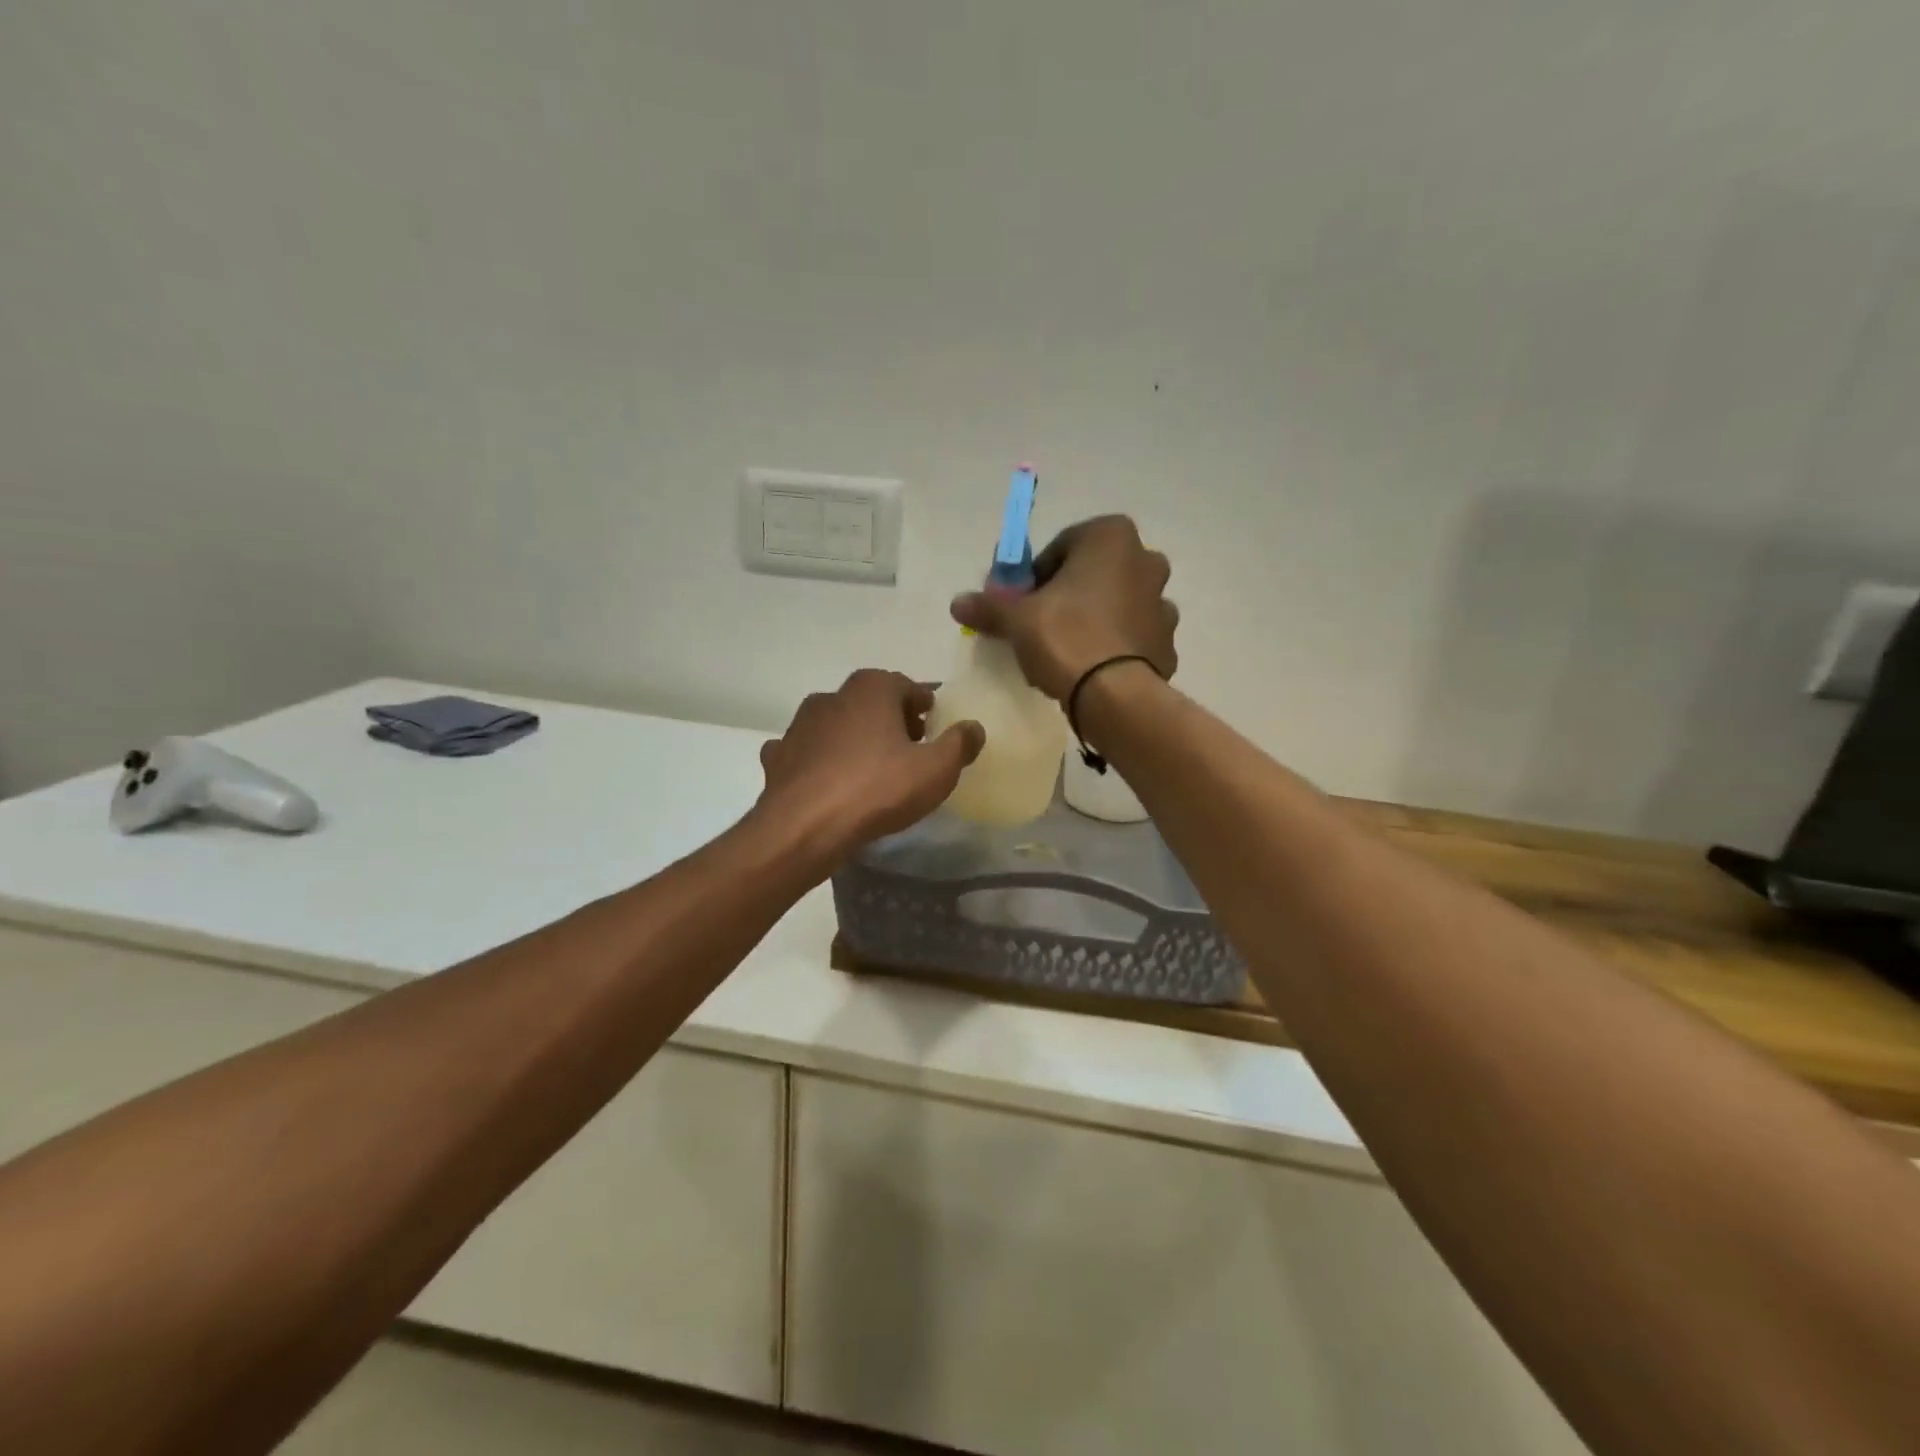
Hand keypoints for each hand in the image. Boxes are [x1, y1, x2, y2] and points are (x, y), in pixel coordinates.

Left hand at [756, 670, 983, 861]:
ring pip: (836, 725)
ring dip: (854, 739)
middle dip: (890, 720)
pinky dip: (820, 761)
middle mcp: (832, 696)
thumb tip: (974, 727)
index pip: (906, 686)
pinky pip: (807, 752)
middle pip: (870, 701)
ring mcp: (799, 726)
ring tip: (871, 769)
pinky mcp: (778, 756)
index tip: (933, 726)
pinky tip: (829, 782)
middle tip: (908, 748)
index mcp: (871, 689)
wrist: (803, 826)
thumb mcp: (936, 770)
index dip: (923, 705)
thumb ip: (959, 744)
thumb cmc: (877, 789)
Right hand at [949, 515, 1177, 700]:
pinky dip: (1113, 647)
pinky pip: (1132, 638)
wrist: (1115, 695)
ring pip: (1116, 606)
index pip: (1061, 548)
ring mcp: (1163, 604)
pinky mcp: (1167, 643)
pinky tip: (1090, 670)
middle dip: (1068, 595)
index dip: (1036, 576)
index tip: (1021, 603)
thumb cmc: (1065, 637)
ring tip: (1065, 653)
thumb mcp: (1016, 619)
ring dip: (1093, 621)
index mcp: (1111, 537)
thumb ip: (989, 605)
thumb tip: (957, 602)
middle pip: (1093, 574)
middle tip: (1040, 626)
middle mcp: (1146, 561)